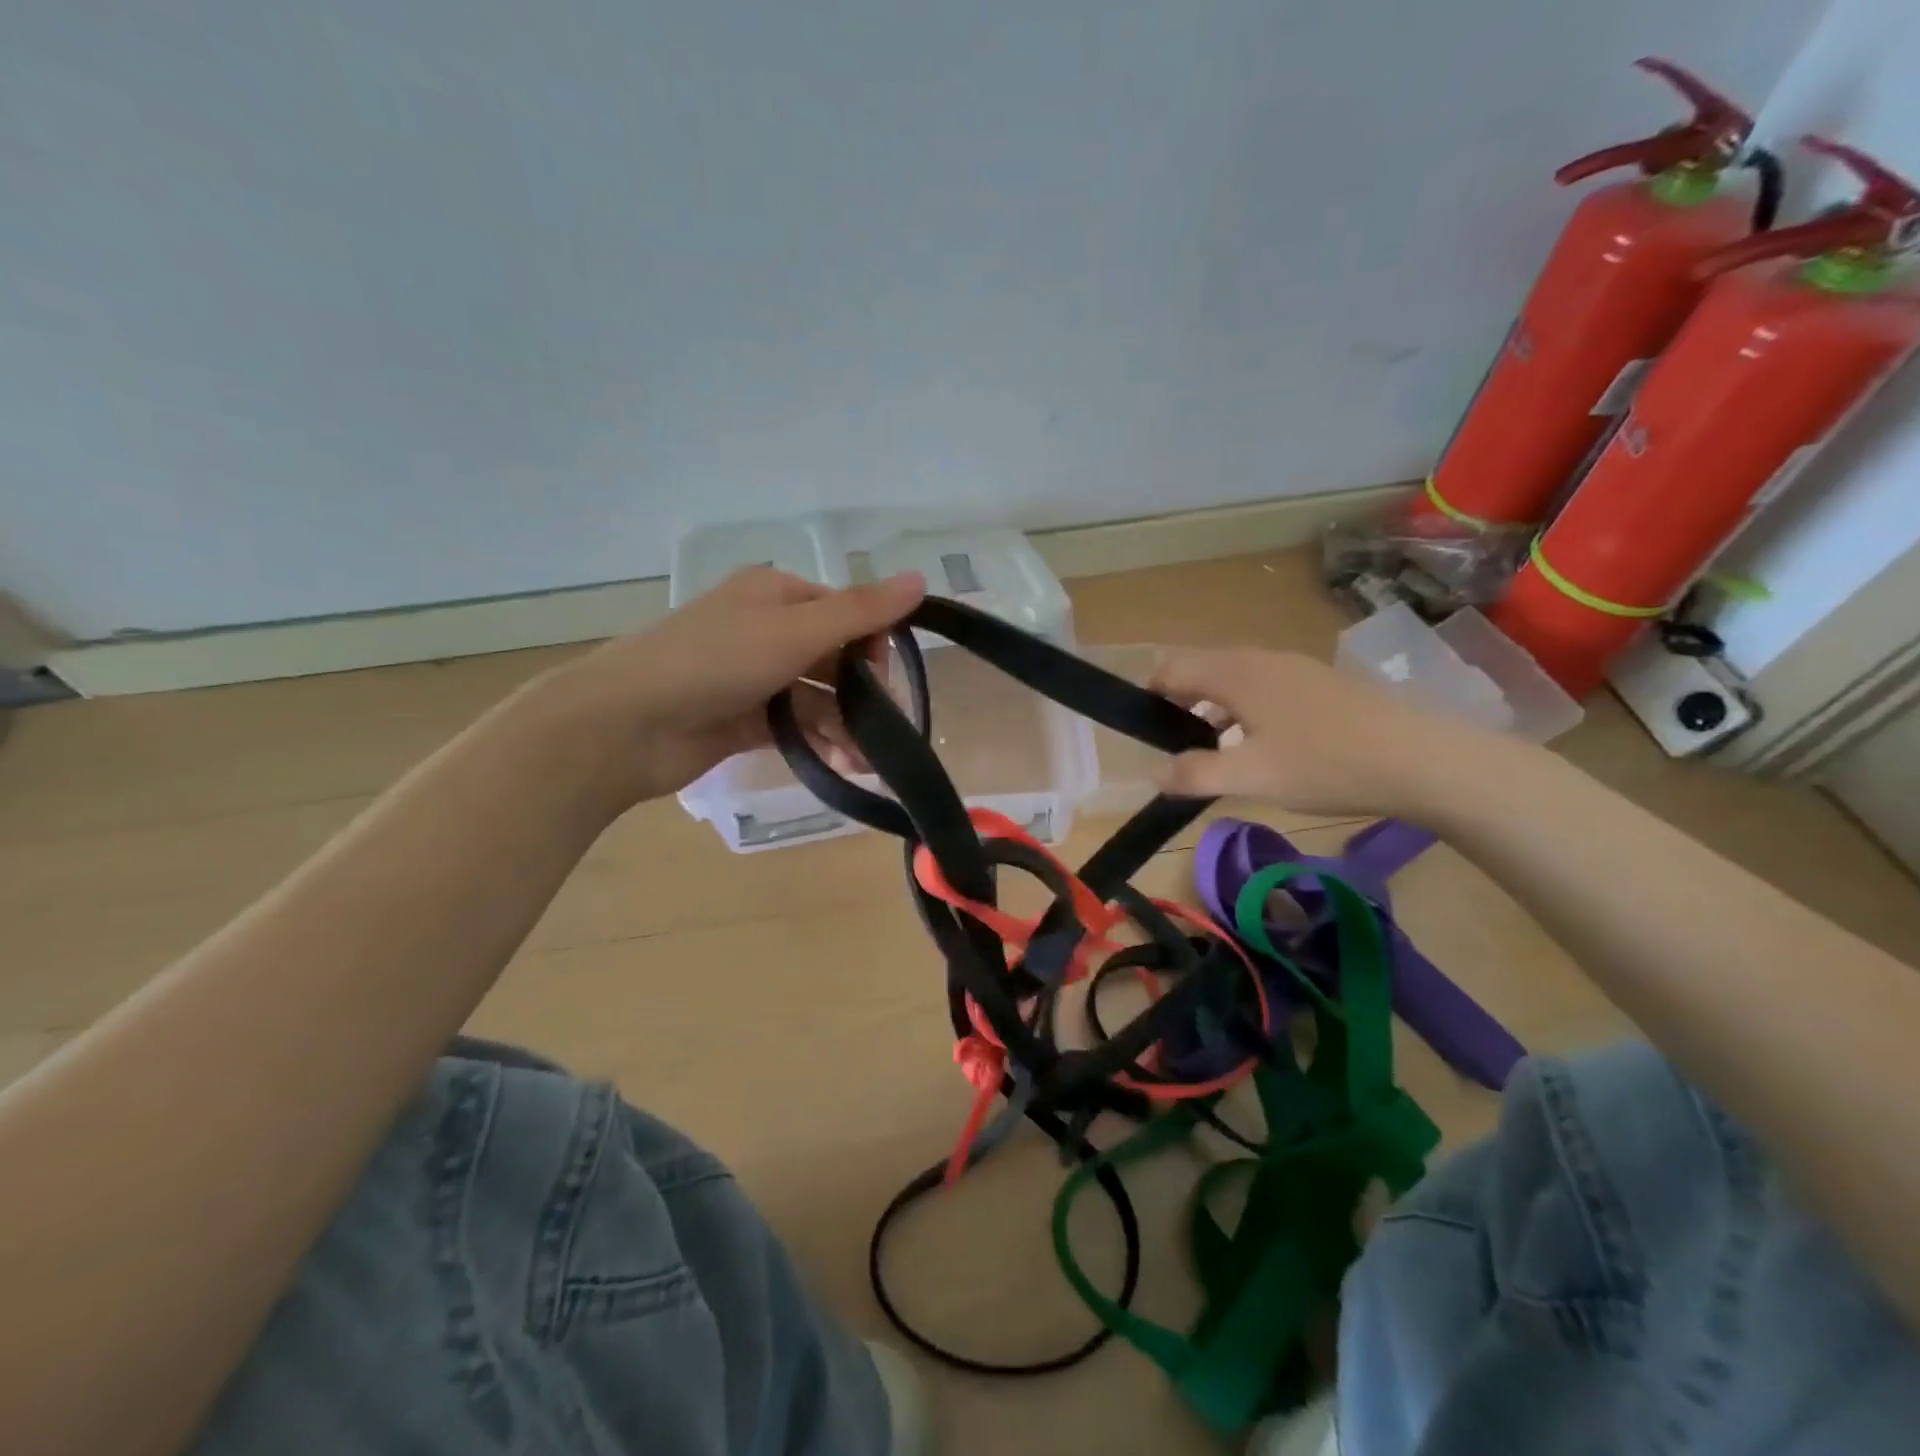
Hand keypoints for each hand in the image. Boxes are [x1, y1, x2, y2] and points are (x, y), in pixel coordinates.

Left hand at [534, 566, 926, 811]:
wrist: (627, 724)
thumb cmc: (714, 662)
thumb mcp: (795, 630)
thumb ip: (860, 611)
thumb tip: (922, 578)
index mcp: (777, 595)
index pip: (847, 612)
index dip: (873, 646)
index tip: (885, 683)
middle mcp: (767, 629)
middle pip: (835, 658)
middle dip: (863, 695)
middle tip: (884, 733)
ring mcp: (755, 676)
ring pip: (818, 696)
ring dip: (846, 725)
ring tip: (865, 760)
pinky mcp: (745, 718)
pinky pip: (796, 725)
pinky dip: (821, 741)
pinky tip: (842, 764)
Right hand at [1148, 646, 1502, 819]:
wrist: (1421, 760)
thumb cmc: (1326, 765)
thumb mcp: (1251, 777)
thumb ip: (1195, 774)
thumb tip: (1154, 773)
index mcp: (1235, 673)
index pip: (1170, 668)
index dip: (1149, 695)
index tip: (1146, 733)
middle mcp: (1259, 658)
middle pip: (1200, 667)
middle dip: (1178, 702)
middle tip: (1178, 747)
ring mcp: (1293, 667)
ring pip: (1232, 676)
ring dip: (1211, 706)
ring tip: (1216, 750)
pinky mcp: (1318, 682)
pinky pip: (1261, 685)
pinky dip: (1243, 708)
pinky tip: (1262, 745)